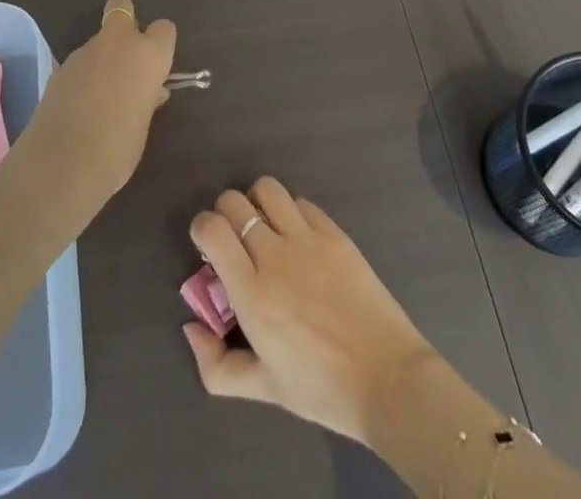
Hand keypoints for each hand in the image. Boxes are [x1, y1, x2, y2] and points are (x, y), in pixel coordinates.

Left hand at [14, 0, 175, 226]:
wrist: (62, 164)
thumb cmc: (118, 149)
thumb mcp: (142, 125)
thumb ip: (147, 99)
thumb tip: (150, 91)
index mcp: (148, 55)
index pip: (164, 29)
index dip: (161, 44)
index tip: (157, 66)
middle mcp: (117, 43)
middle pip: (122, 7)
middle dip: (125, 23)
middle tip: (126, 59)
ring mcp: (84, 52)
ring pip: (98, 41)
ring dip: (102, 58)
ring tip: (100, 98)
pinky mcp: (59, 67)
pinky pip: (80, 63)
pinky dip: (82, 76)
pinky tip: (79, 106)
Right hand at [184, 178, 437, 445]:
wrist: (388, 379)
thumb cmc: (322, 389)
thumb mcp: (265, 391)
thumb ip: (217, 366)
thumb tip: (191, 328)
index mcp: (252, 295)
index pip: (212, 229)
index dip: (202, 227)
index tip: (208, 246)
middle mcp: (274, 256)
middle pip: (234, 202)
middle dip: (225, 214)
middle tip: (235, 240)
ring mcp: (307, 239)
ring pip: (267, 189)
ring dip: (257, 203)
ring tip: (265, 228)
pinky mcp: (334, 233)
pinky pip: (301, 202)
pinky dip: (291, 212)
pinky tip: (298, 237)